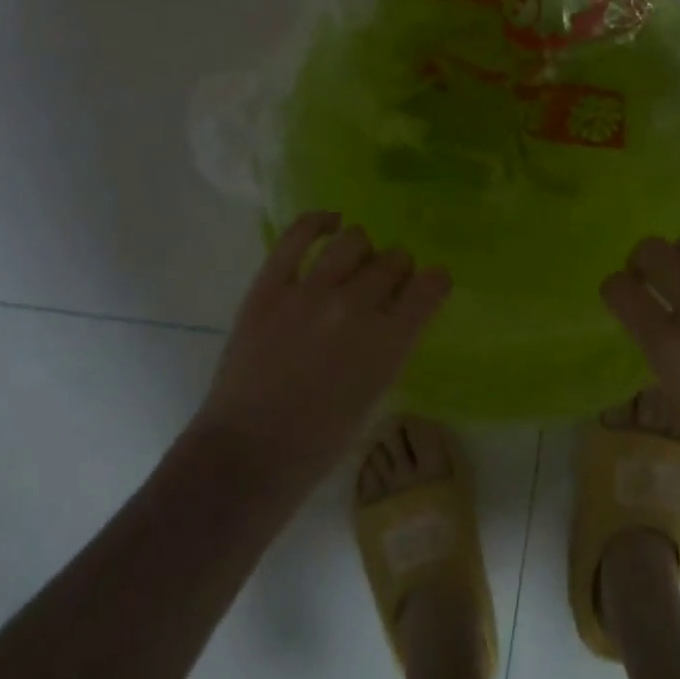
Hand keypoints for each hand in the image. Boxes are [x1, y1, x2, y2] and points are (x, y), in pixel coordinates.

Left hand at [192, 213, 450, 492]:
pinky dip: (319, 222)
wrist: (246, 456)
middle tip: (382, 289)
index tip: (427, 288)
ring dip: (363, 250)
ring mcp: (310, 292)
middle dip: (396, 271)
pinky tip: (329, 224)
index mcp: (389, 341)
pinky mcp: (270, 286)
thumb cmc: (318, 444)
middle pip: (394, 259)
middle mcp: (356, 306)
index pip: (432, 284)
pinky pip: (298, 235)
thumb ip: (389, 344)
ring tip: (353, 265)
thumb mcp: (374, 393)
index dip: (433, 282)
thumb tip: (392, 311)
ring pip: (354, 240)